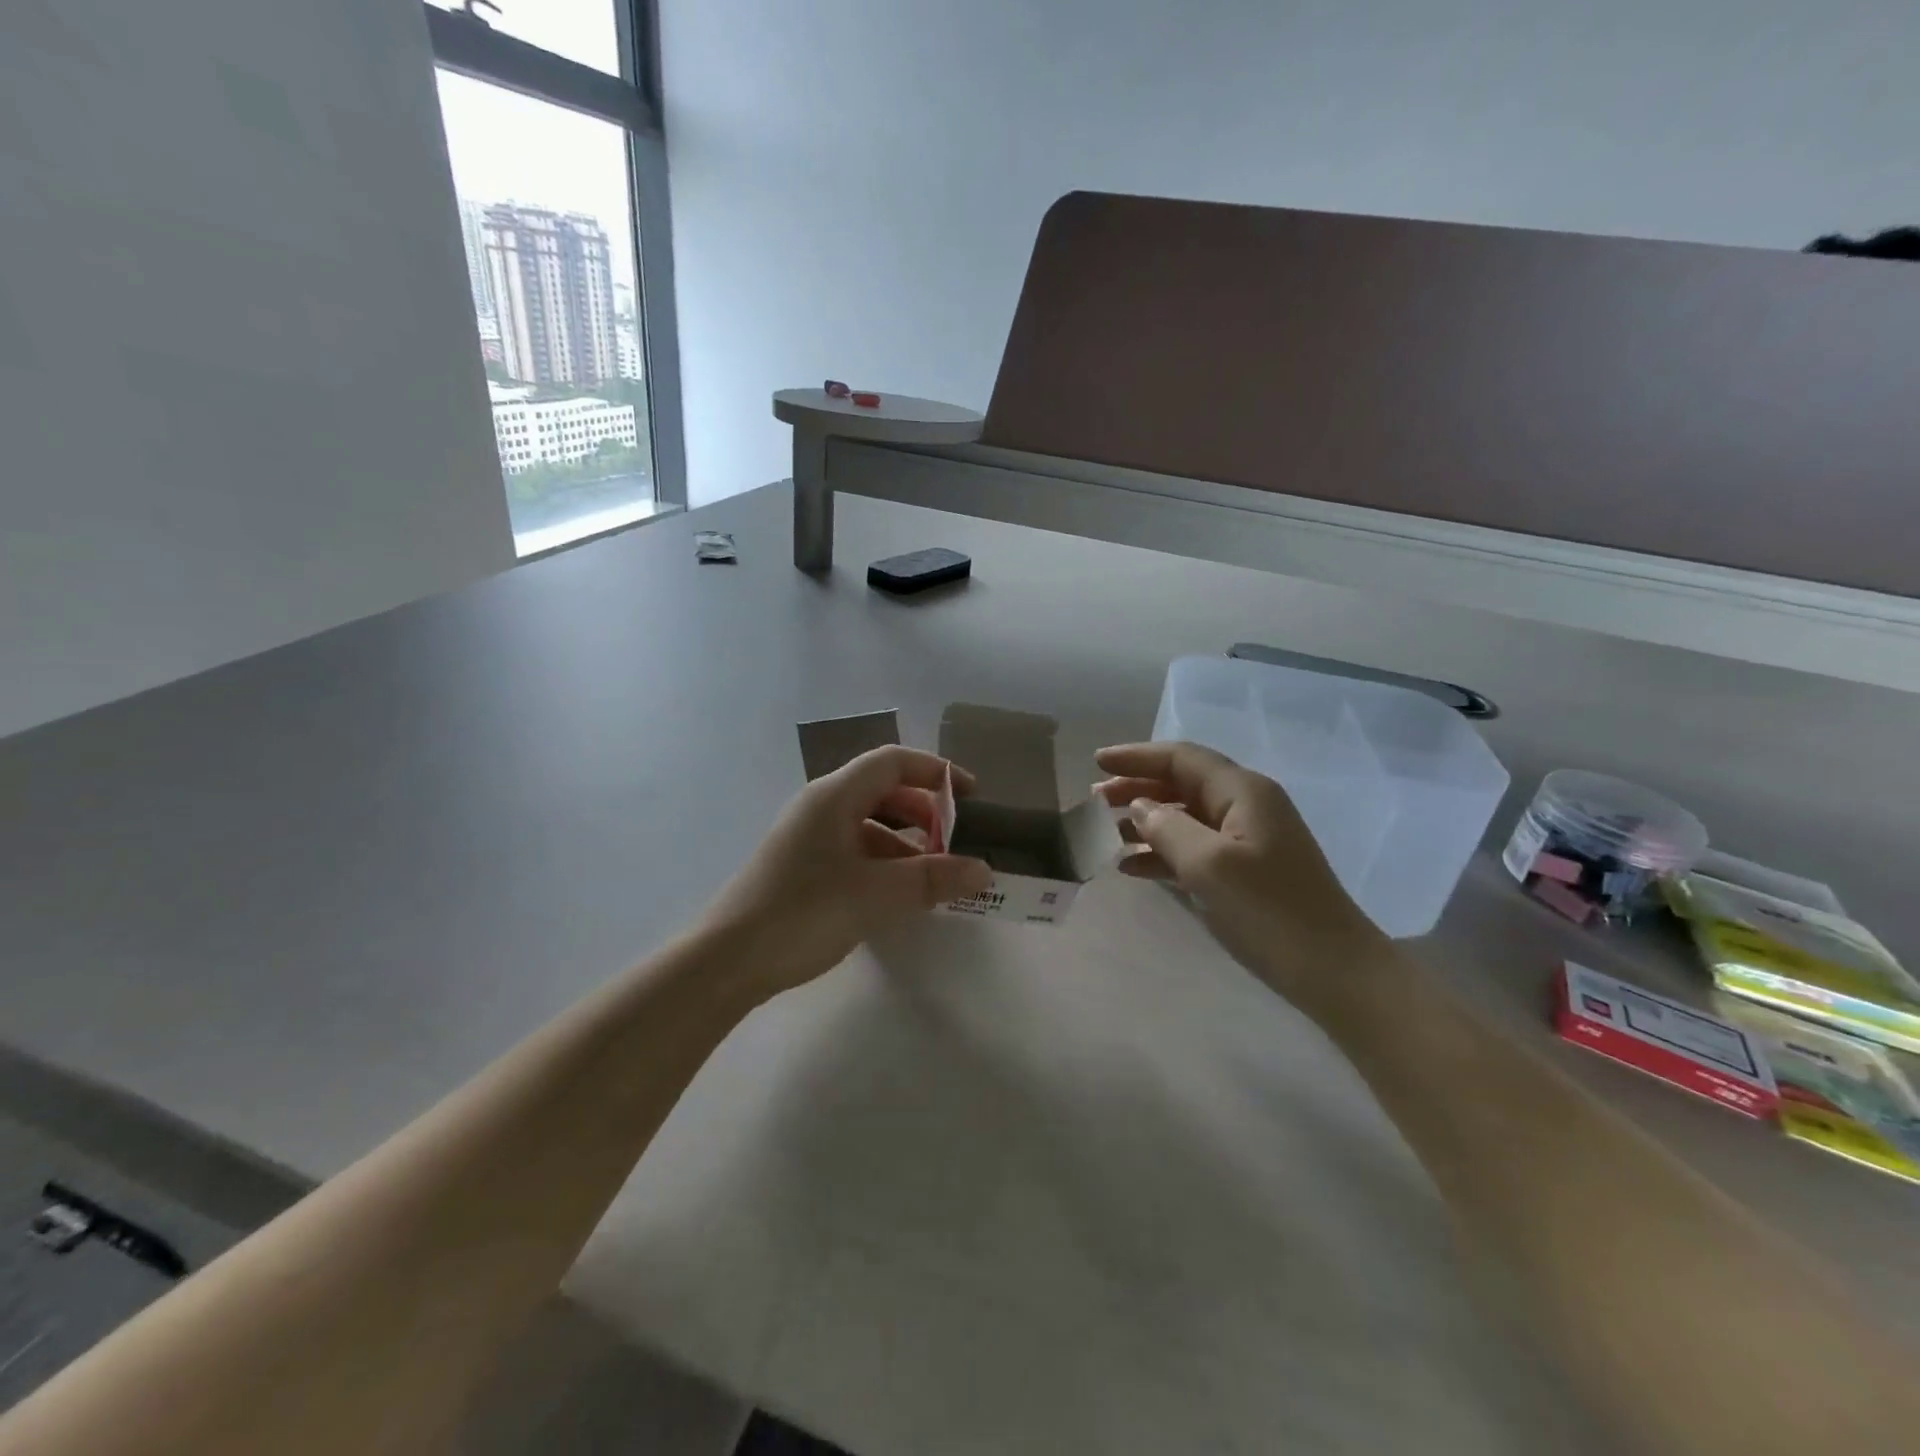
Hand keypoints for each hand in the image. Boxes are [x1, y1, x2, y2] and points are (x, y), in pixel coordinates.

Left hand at [701, 745, 992, 1002]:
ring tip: (932, 878)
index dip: (936, 772)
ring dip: (905, 843)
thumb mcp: (877, 894)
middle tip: (953, 844)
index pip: (893, 762)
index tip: (972, 797)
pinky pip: (852, 850)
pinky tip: (896, 896)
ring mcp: (807, 837)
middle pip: (882, 791)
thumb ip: (934, 879)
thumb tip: (984, 870)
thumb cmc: (804, 913)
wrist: (727, 960)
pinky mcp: (801, 866)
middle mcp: (820, 807)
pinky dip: (882, 863)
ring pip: (868, 824)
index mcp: (835, 796)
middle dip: (924, 813)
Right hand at [1095, 741, 1385, 1006]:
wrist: (1334, 972)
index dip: (1137, 756)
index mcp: (1243, 792)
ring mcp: (1247, 841)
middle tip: (1095, 799)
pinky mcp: (1246, 872)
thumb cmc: (1270, 911)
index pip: (1182, 758)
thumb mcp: (1209, 865)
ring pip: (1185, 816)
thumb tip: (1140, 807)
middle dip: (1137, 787)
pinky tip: (1131, 867)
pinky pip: (1194, 849)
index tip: (1096, 760)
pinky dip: (1162, 852)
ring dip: (1145, 821)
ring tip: (1105, 831)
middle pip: (1181, 783)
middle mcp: (1246, 807)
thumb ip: (1167, 828)